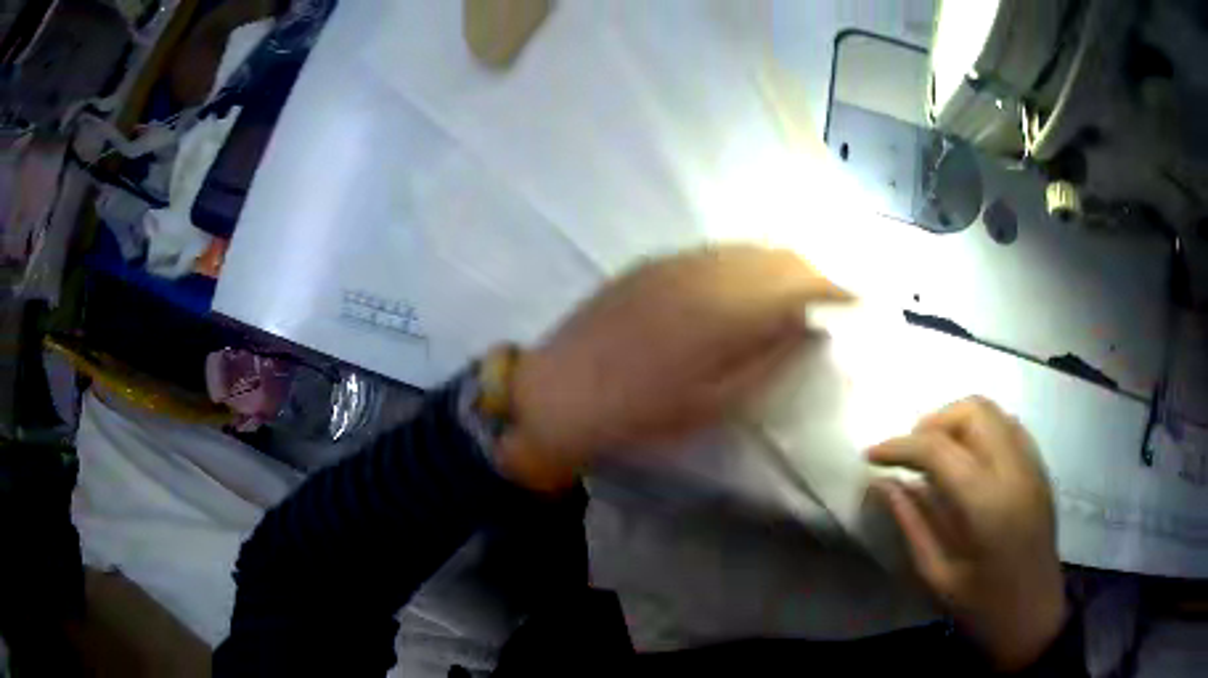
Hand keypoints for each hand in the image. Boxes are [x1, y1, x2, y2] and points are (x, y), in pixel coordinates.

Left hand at [497, 245, 849, 489]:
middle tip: (831, 298)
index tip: (858, 299)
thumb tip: (811, 329)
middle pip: (776, 256)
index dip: (836, 286)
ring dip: (778, 266)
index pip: (799, 281)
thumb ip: (770, 360)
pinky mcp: (651, 263)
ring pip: (745, 250)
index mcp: (726, 310)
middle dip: (812, 273)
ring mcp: (674, 262)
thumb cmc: (639, 414)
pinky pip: (714, 253)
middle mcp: (704, 271)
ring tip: (793, 293)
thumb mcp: (714, 404)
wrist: (557, 393)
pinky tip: (743, 287)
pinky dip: (743, 265)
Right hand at [868, 397, 1065, 670]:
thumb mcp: (938, 576)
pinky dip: (981, 429)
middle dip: (932, 422)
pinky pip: (1008, 426)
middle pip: (972, 411)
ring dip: (956, 421)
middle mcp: (1014, 470)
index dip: (899, 446)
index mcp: (987, 504)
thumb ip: (911, 524)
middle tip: (908, 454)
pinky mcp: (1039, 468)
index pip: (939, 448)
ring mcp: (1032, 464)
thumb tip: (882, 484)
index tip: (871, 455)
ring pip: (992, 411)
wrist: (1035, 617)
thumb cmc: (983, 608)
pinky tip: (967, 459)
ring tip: (934, 454)